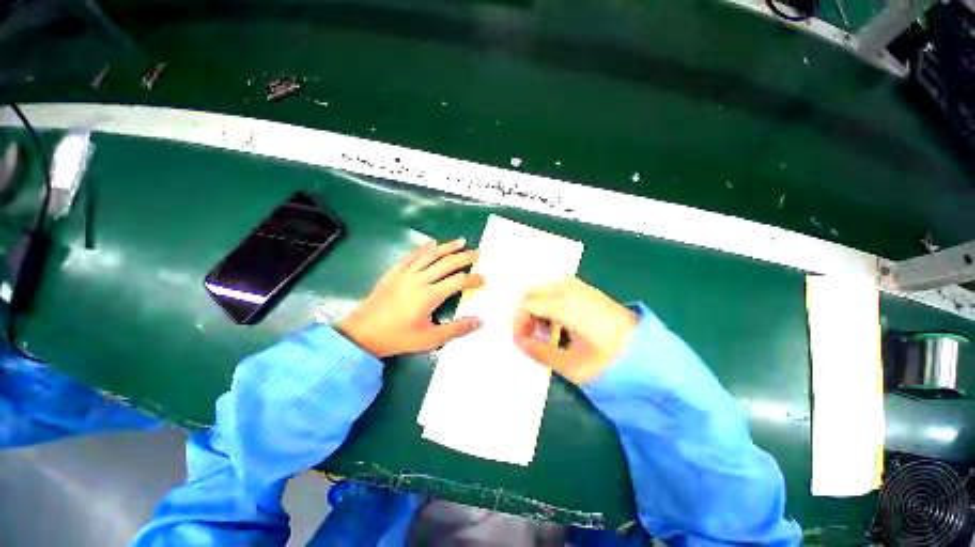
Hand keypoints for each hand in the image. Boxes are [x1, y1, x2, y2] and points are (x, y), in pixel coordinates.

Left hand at [336, 238, 483, 357]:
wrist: (362, 334)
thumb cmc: (398, 338)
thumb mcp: (430, 339)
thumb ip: (456, 329)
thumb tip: (479, 321)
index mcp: (428, 296)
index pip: (457, 282)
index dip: (472, 279)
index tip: (483, 279)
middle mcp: (418, 280)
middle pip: (446, 263)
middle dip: (465, 257)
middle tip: (478, 252)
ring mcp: (405, 274)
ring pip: (430, 255)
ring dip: (447, 247)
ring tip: (461, 241)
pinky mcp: (394, 272)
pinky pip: (411, 255)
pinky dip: (424, 248)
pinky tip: (432, 243)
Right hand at [513, 277, 636, 384]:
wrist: (652, 355)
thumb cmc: (610, 361)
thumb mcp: (571, 365)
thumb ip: (539, 352)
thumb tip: (518, 342)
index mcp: (564, 303)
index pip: (527, 304)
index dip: (518, 321)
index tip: (519, 341)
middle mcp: (570, 288)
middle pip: (533, 292)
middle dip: (525, 313)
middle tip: (529, 336)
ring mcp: (580, 287)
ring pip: (544, 289)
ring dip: (537, 308)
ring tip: (543, 333)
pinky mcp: (588, 291)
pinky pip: (558, 290)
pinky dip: (550, 304)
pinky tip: (558, 324)